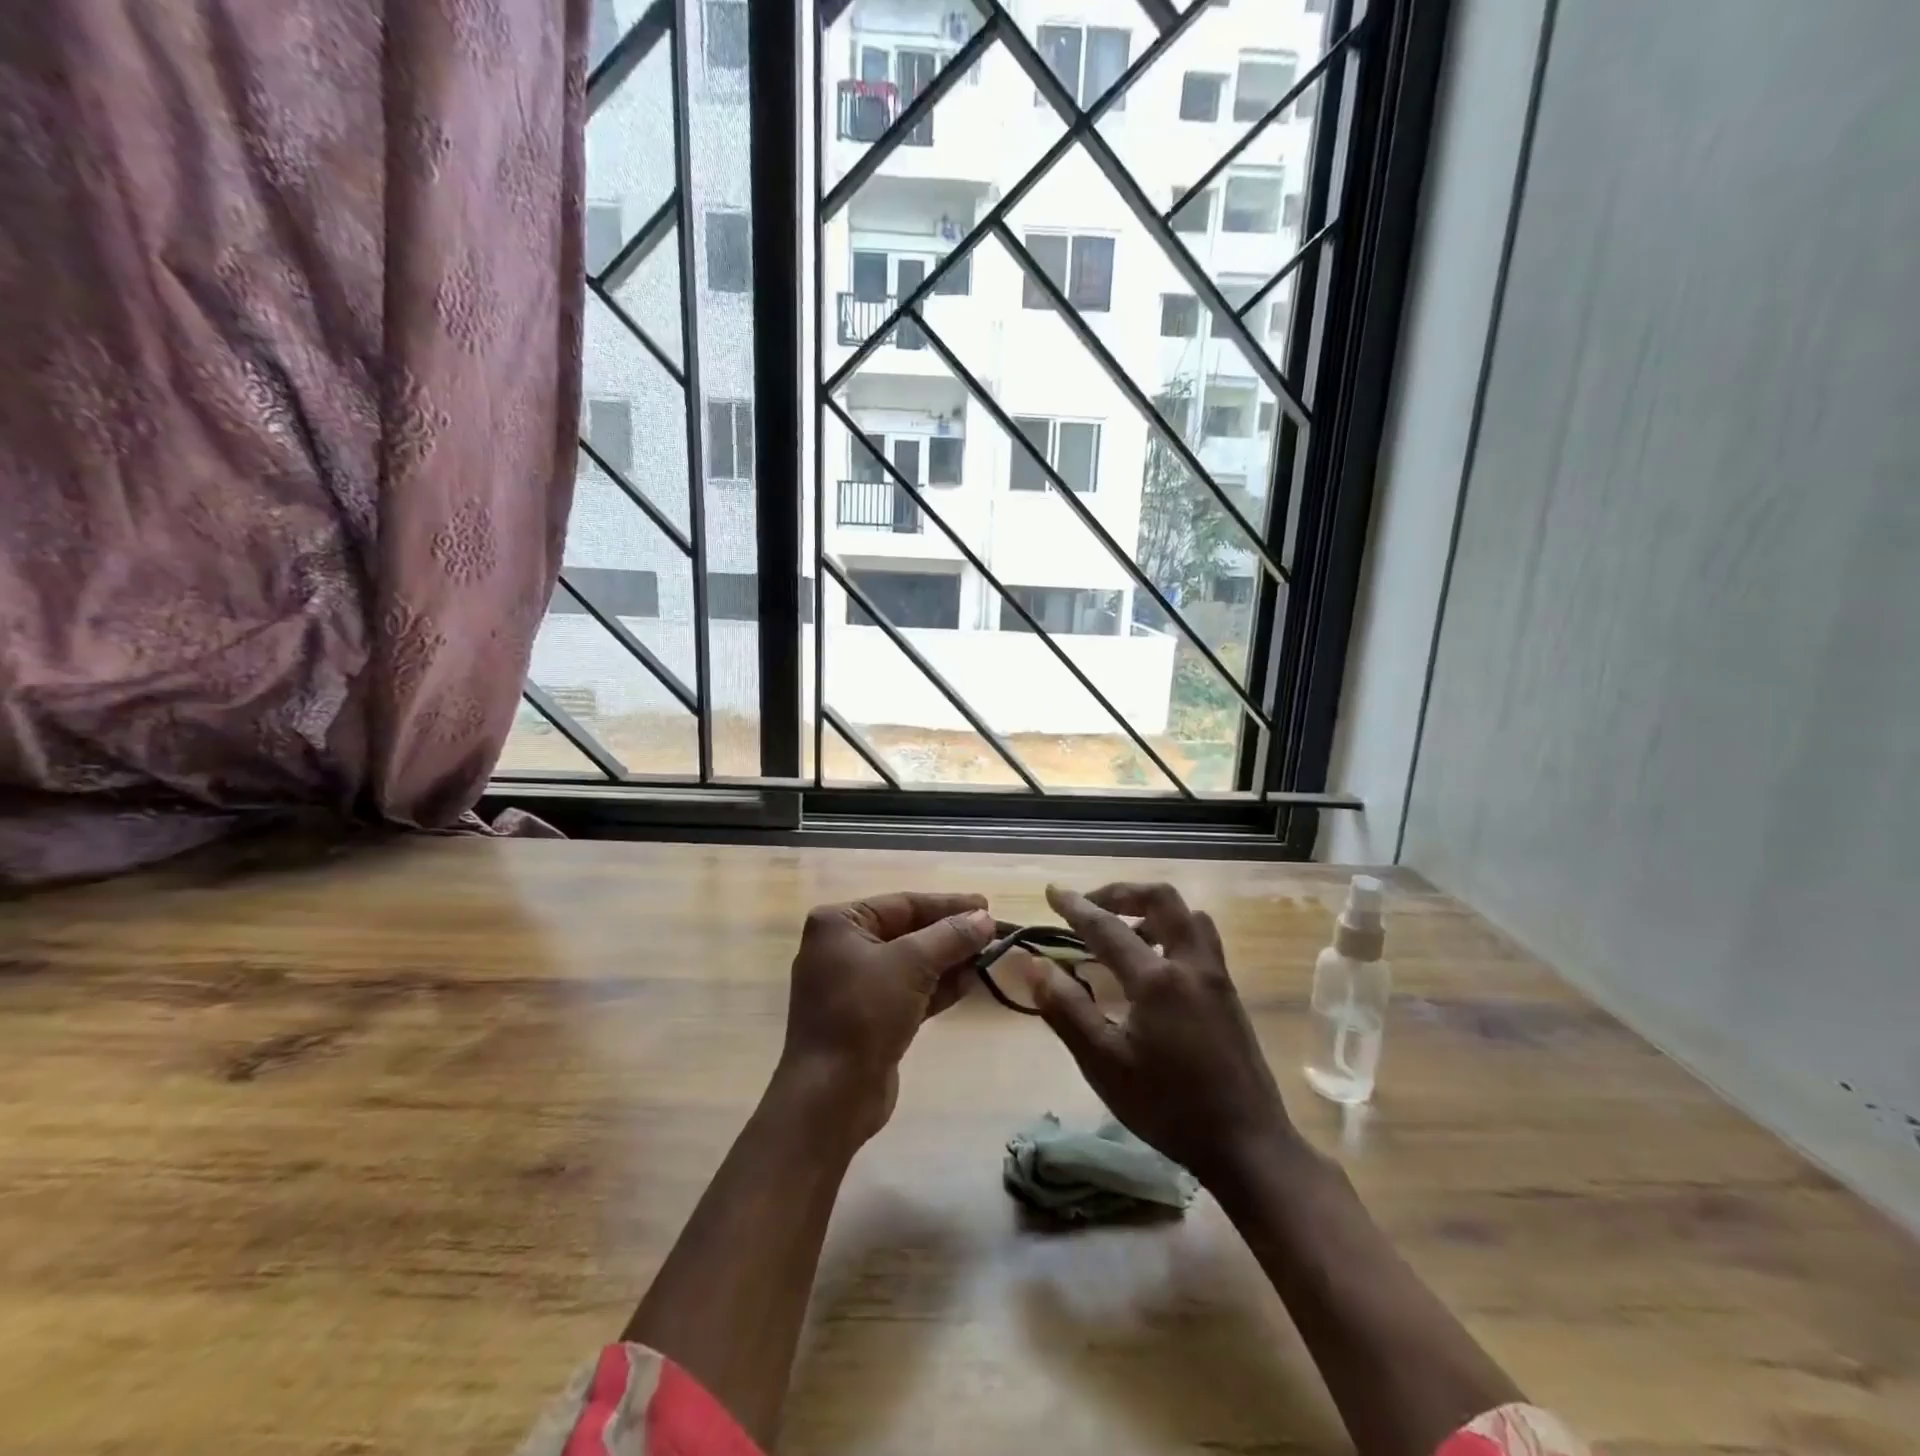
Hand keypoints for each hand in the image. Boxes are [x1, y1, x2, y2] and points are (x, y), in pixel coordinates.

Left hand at [778, 891, 996, 1141]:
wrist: (832, 1095)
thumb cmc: (864, 1013)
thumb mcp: (911, 964)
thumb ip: (951, 937)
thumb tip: (985, 918)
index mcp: (839, 924)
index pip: (902, 904)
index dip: (947, 904)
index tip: (986, 904)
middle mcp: (842, 949)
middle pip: (907, 931)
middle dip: (950, 934)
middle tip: (992, 931)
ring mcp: (854, 986)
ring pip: (911, 963)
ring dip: (949, 960)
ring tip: (989, 955)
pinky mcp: (869, 1018)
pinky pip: (909, 991)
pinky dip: (938, 986)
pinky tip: (971, 981)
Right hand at [1015, 882, 1294, 1186]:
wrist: (1247, 1144)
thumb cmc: (1168, 1107)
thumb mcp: (1105, 1064)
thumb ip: (1067, 1010)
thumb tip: (1035, 965)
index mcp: (1158, 980)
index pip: (1107, 927)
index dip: (1075, 907)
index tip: (1051, 891)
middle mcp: (1191, 965)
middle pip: (1162, 899)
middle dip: (1122, 892)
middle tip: (1092, 905)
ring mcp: (1216, 977)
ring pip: (1188, 916)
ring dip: (1152, 910)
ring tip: (1123, 931)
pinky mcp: (1229, 994)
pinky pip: (1200, 939)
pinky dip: (1172, 930)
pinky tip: (1155, 964)